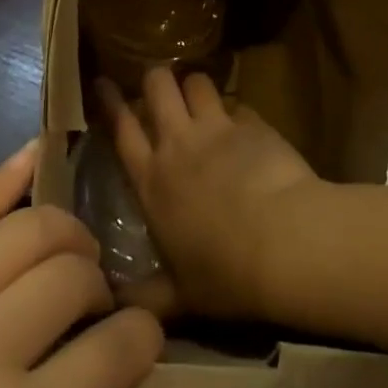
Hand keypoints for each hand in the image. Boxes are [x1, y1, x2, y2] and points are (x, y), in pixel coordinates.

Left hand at [0, 142, 208, 387]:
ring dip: (63, 238)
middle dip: (103, 289)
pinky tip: (36, 156)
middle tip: (94, 319)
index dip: (146, 344)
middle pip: (75, 271)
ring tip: (68, 264)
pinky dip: (2, 182)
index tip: (140, 354)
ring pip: (24, 228)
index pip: (124, 345)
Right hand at [100, 67, 320, 320]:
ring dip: (195, 87)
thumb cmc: (226, 273)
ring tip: (200, 99)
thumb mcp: (180, 296)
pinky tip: (244, 127)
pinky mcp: (253, 123)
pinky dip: (237, 112)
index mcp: (152, 180)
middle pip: (157, 86)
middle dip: (156, 79)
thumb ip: (147, 297)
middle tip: (161, 89)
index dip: (110, 101)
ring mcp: (216, 128)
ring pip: (196, 81)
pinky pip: (238, 103)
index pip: (121, 128)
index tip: (103, 82)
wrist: (285, 242)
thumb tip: (115, 308)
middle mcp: (178, 143)